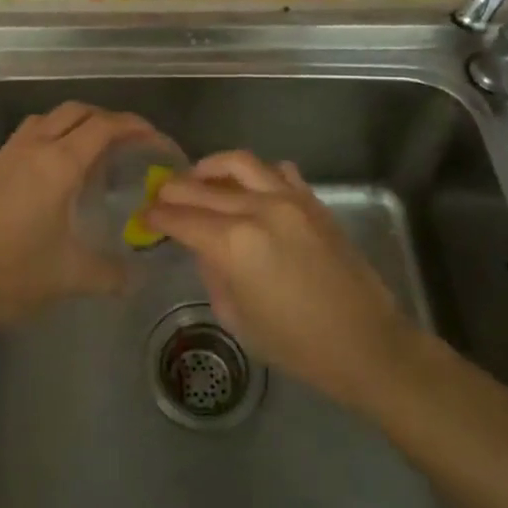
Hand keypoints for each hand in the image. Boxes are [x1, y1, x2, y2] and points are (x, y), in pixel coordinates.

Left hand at [0, 102, 161, 329]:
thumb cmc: (13, 271)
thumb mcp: (71, 276)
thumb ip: (112, 274)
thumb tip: (138, 280)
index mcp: (60, 163)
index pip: (106, 126)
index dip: (136, 127)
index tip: (157, 141)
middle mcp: (35, 146)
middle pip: (78, 111)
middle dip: (109, 120)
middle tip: (130, 145)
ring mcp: (9, 153)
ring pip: (50, 118)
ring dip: (77, 123)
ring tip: (95, 152)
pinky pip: (30, 133)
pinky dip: (53, 135)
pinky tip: (56, 170)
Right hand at [145, 151, 418, 411]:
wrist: (365, 343)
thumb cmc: (296, 344)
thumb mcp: (237, 317)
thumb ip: (213, 273)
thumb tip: (204, 246)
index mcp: (233, 244)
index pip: (180, 218)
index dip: (155, 216)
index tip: (142, 216)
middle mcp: (257, 209)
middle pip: (201, 186)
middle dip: (173, 189)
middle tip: (159, 196)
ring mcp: (289, 199)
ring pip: (239, 162)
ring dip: (211, 167)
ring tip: (199, 178)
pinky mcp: (313, 201)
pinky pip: (277, 171)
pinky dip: (257, 174)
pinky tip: (249, 188)